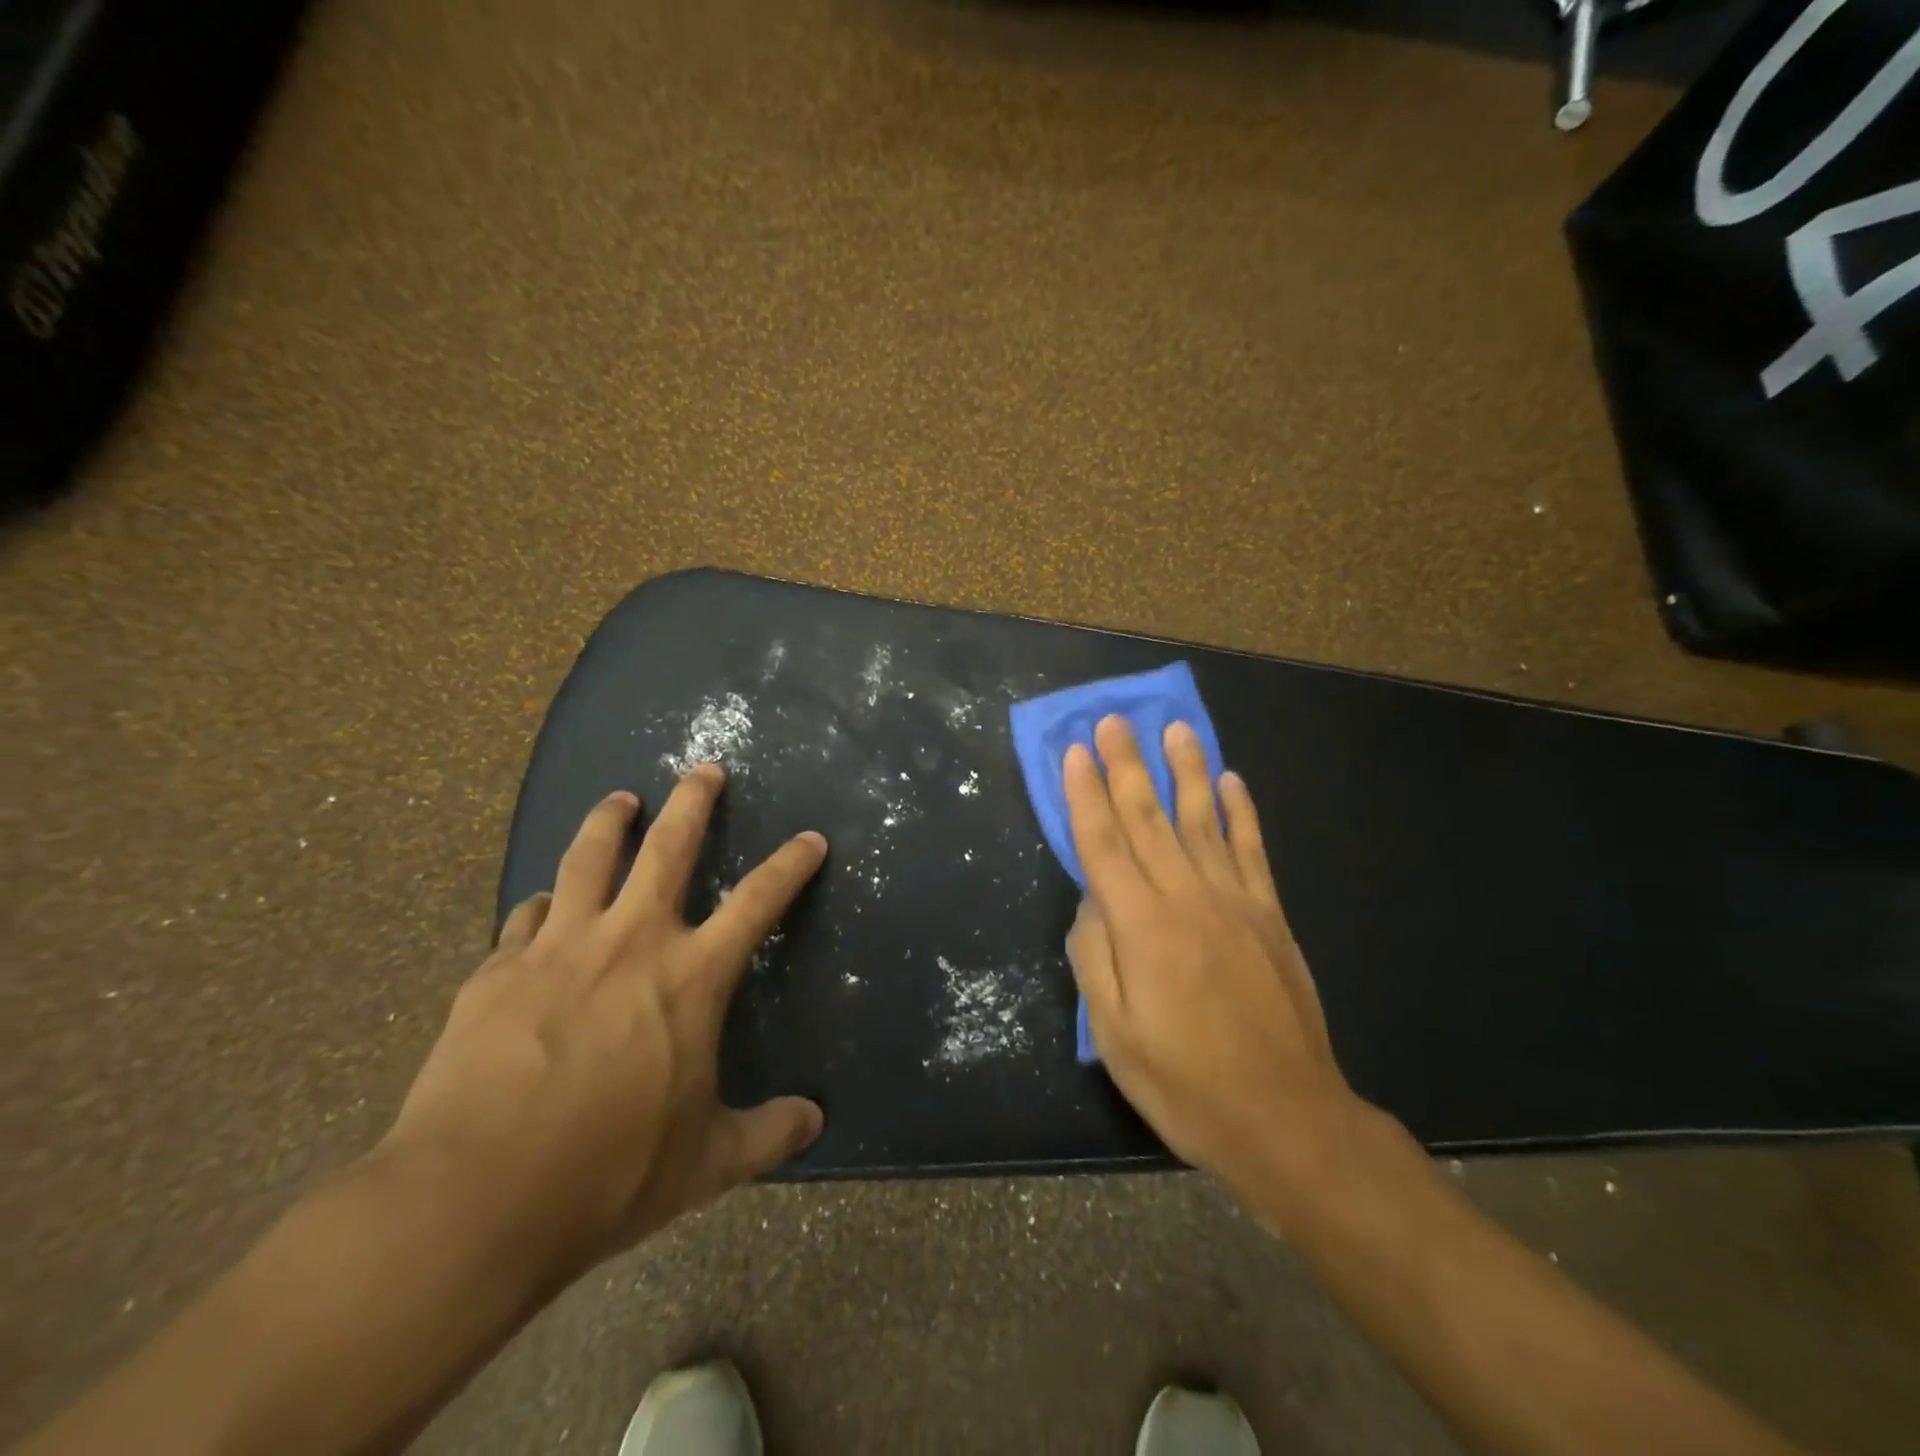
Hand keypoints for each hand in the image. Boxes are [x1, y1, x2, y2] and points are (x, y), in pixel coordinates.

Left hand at [372, 766, 825, 1282]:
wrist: (472, 1200)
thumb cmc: (608, 1174)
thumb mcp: (705, 1162)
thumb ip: (766, 1134)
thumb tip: (816, 1122)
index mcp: (690, 977)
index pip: (758, 901)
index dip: (790, 864)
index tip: (810, 838)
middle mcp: (631, 941)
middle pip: (668, 846)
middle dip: (694, 801)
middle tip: (705, 769)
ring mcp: (559, 947)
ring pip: (588, 858)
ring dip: (610, 821)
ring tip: (621, 800)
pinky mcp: (498, 970)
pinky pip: (527, 917)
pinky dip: (544, 904)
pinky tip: (542, 907)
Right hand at [1063, 717, 1363, 1210]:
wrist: (1287, 1120)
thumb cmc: (1186, 1084)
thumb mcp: (1115, 1035)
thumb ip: (1095, 958)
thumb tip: (1091, 901)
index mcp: (1141, 926)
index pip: (1104, 843)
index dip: (1086, 795)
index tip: (1077, 751)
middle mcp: (1187, 898)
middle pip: (1149, 818)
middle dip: (1128, 766)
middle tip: (1116, 719)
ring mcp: (1235, 902)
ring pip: (1203, 820)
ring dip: (1186, 771)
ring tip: (1175, 729)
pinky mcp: (1270, 916)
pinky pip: (1252, 850)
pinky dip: (1241, 812)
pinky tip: (1231, 781)